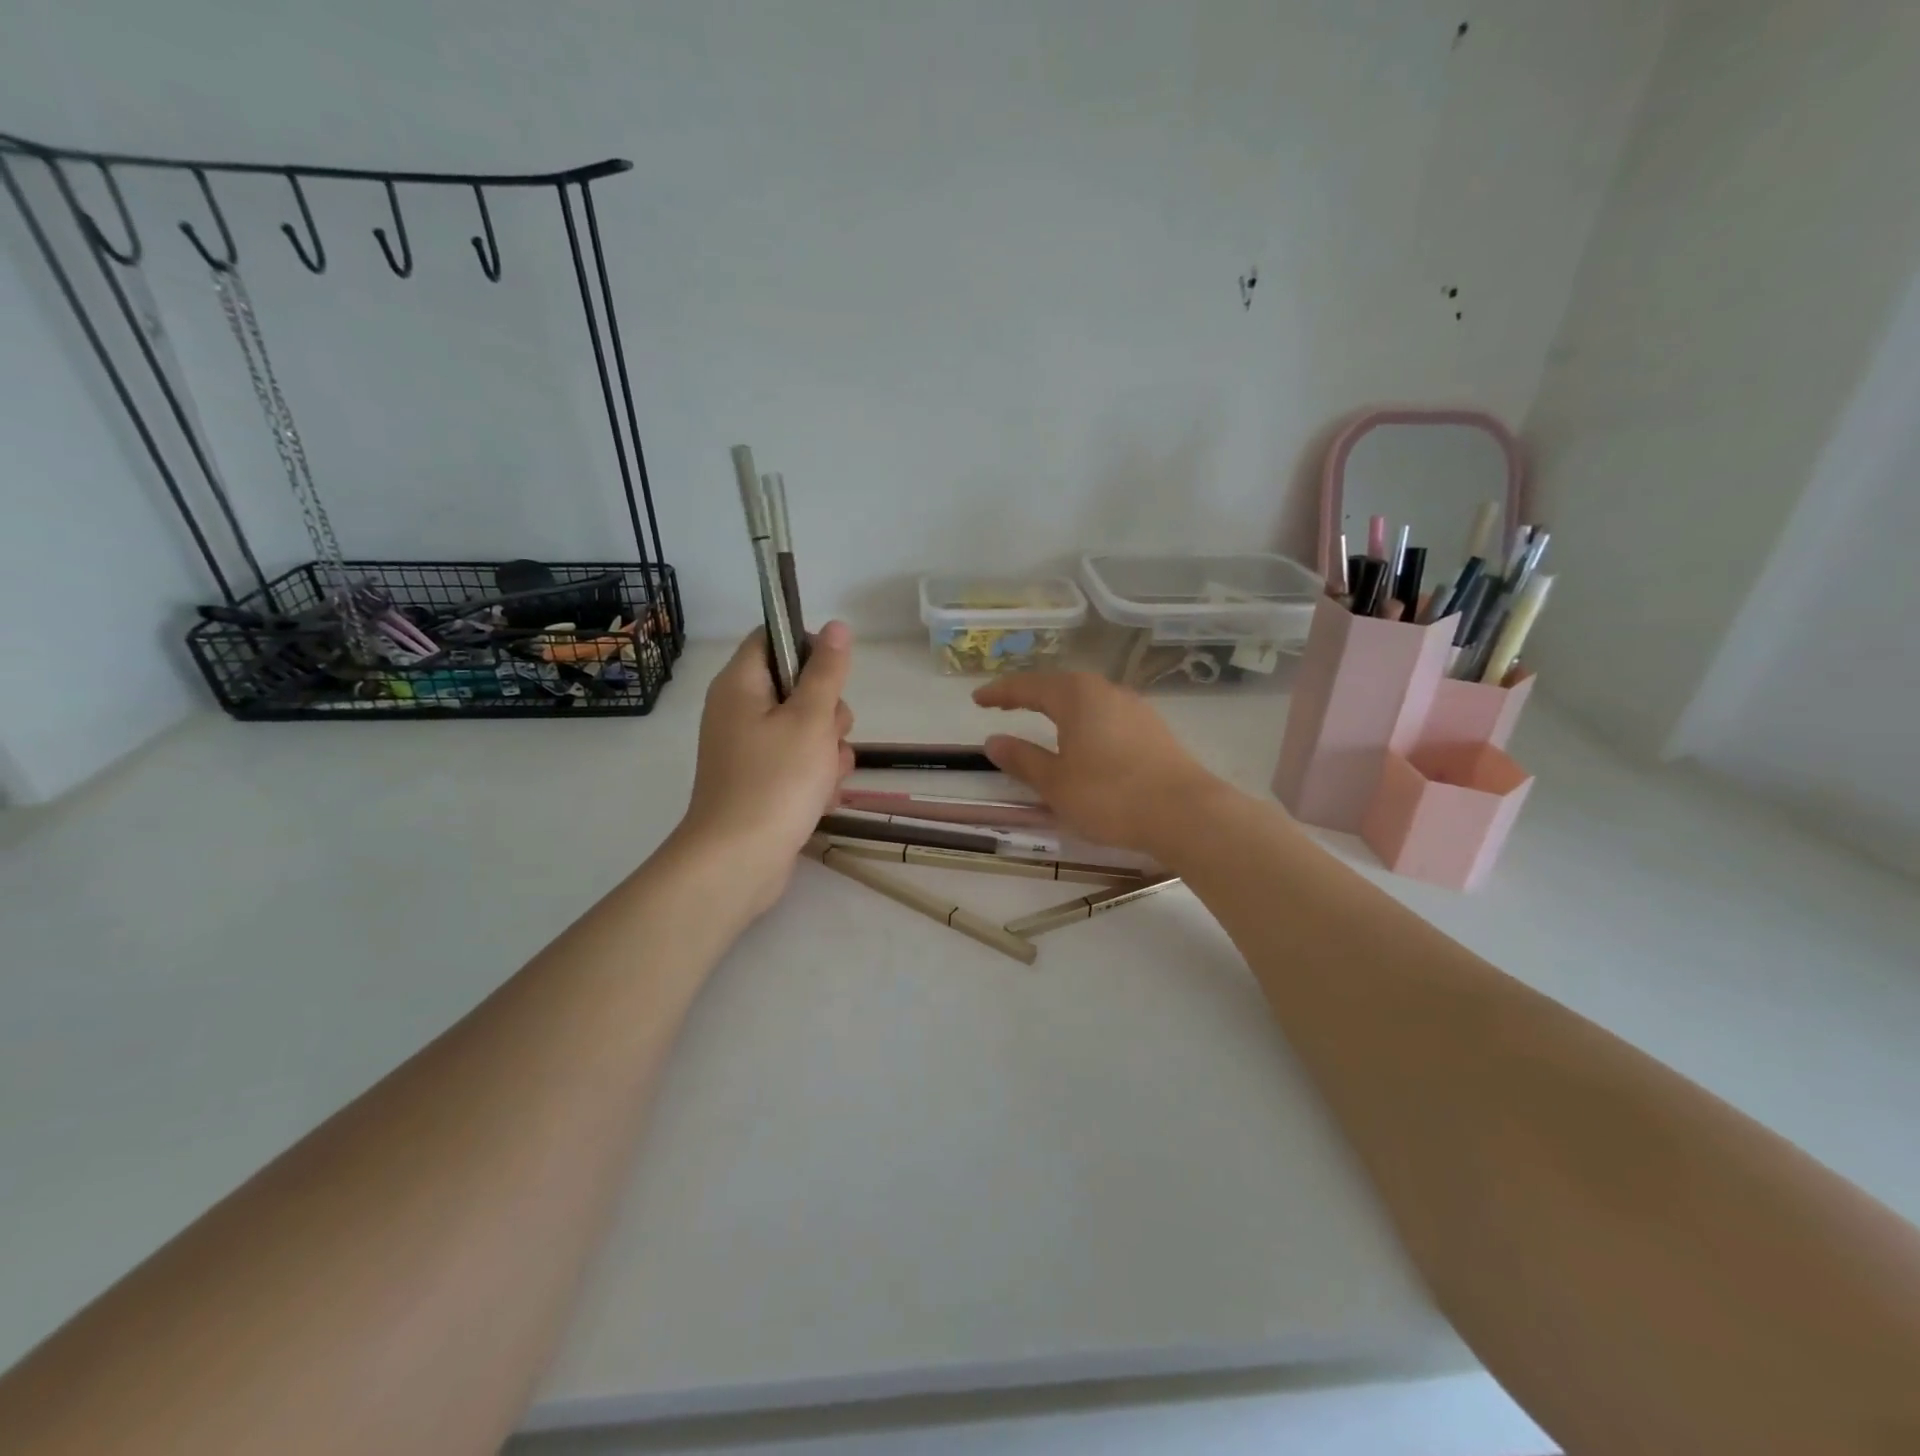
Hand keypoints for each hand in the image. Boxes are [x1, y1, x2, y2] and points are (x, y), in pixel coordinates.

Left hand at [675, 621, 854, 915]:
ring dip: (828, 750)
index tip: (835, 676)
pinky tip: (821, 798)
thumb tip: (836, 626)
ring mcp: (749, 749)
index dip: (809, 648)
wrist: (739, 861)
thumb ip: (827, 672)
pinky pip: (799, 763)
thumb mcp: (811, 719)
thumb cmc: (776, 781)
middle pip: (797, 687)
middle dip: (828, 712)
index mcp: (741, 685)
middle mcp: (740, 711)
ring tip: (825, 777)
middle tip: (828, 735)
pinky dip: (815, 777)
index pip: (773, 638)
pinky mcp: (761, 781)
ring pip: (806, 729)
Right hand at [971, 671, 1219, 853]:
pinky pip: (1107, 716)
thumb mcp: (1055, 783)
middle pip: (1060, 686)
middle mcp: (1107, 692)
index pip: (1028, 686)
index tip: (977, 699)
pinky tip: (1084, 740)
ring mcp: (1135, 709)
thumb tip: (994, 741)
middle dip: (1030, 695)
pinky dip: (1084, 722)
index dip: (1000, 693)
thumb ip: (1023, 759)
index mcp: (1077, 696)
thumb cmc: (1110, 796)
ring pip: (1087, 700)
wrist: (1186, 814)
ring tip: (1042, 720)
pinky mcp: (1154, 730)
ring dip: (1059, 708)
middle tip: (1005, 705)